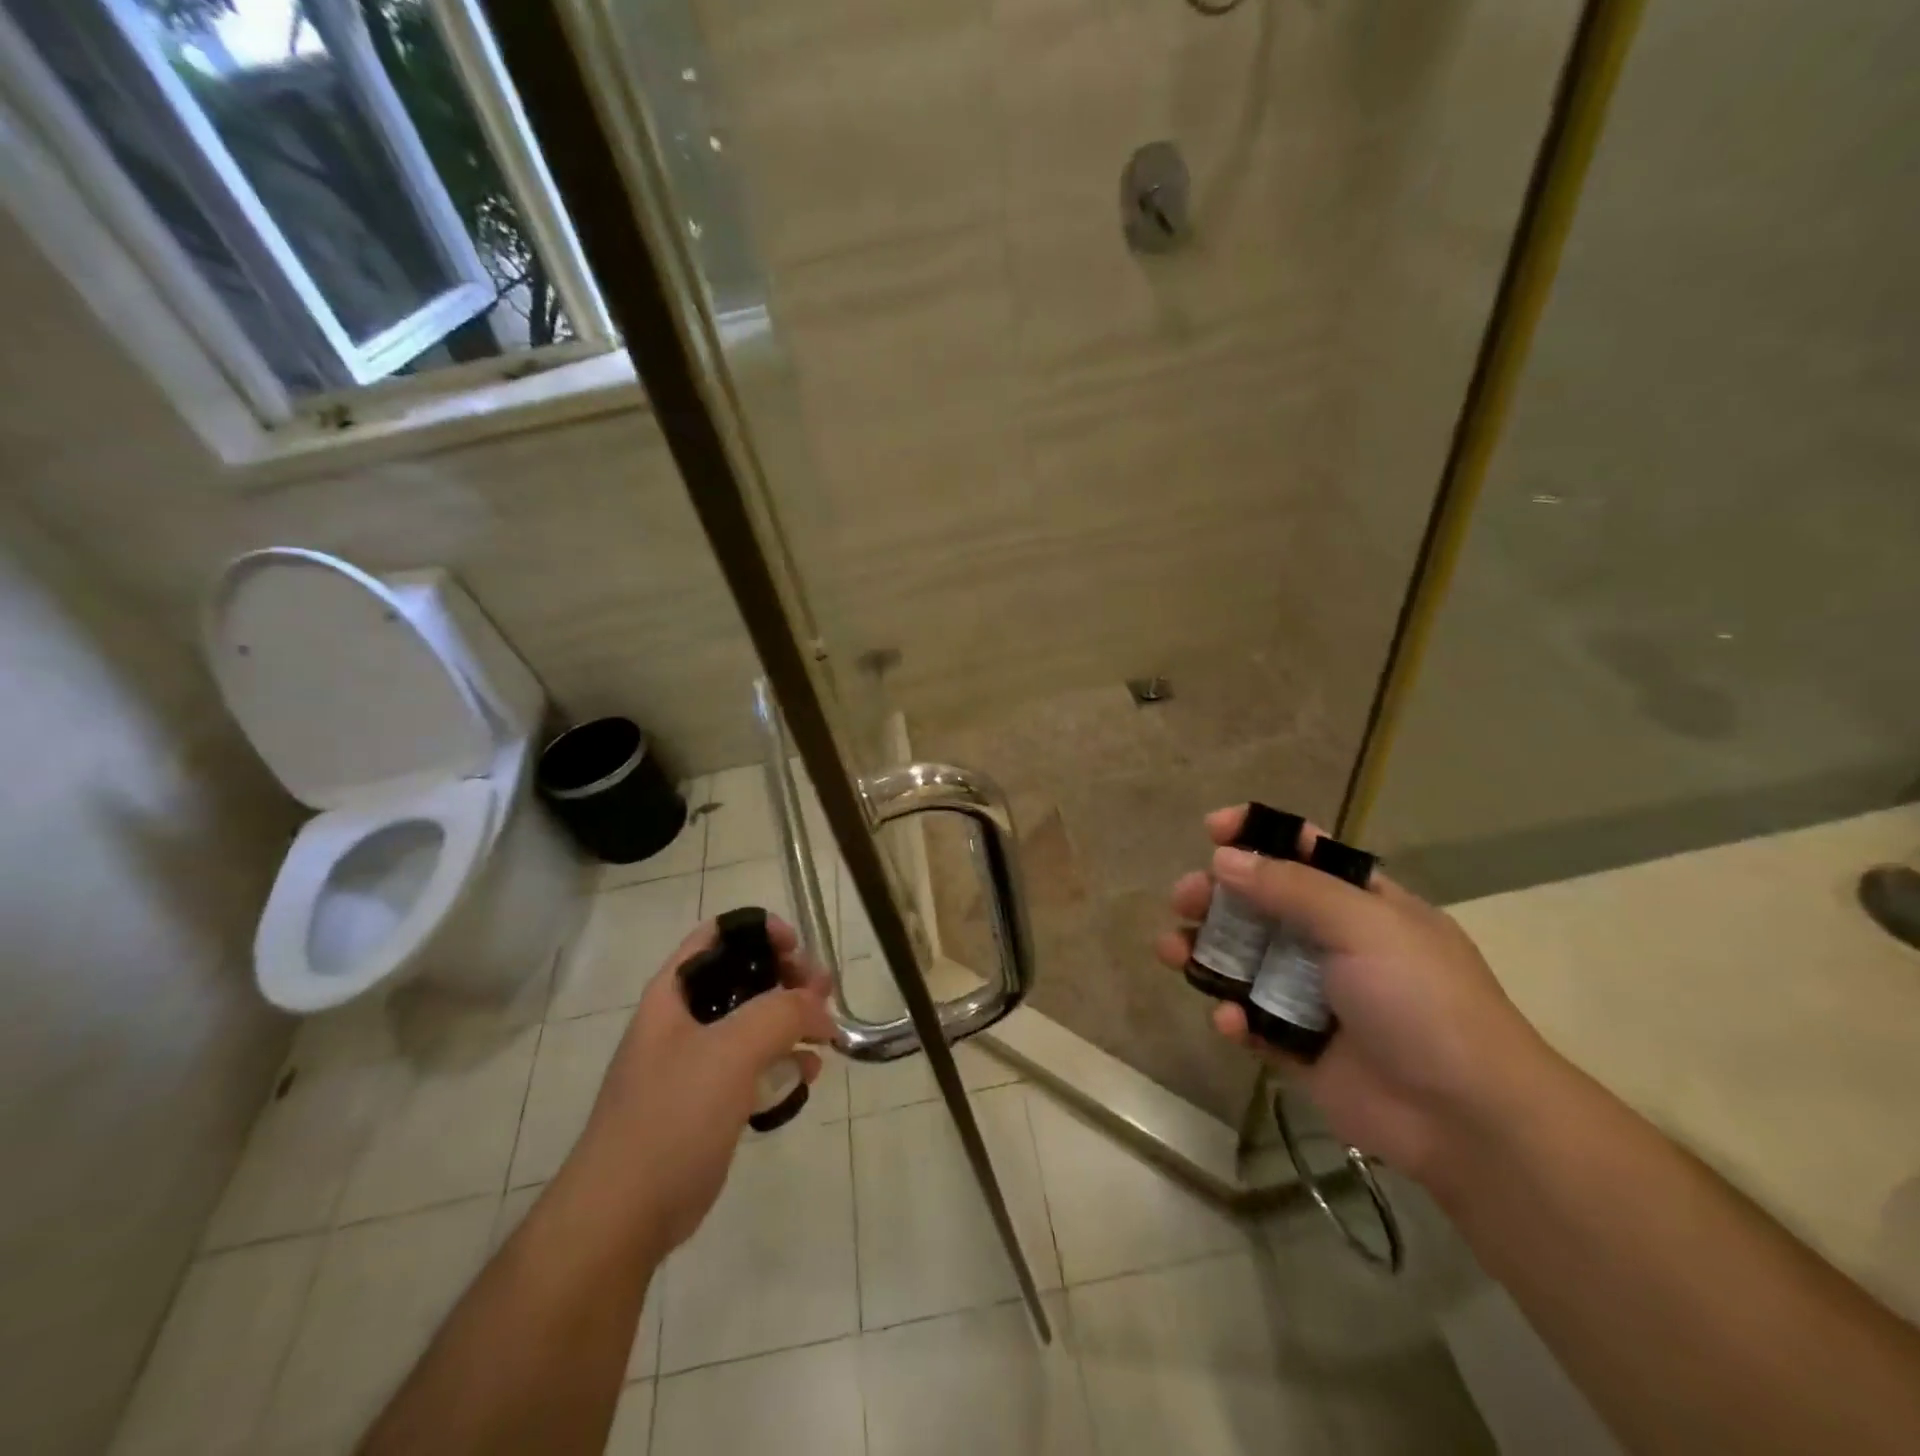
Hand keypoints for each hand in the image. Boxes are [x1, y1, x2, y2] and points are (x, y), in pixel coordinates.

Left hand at [572, 915, 835, 1253]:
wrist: (623, 1215)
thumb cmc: (672, 1116)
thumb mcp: (731, 1050)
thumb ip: (782, 1013)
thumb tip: (820, 1008)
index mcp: (674, 993)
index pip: (718, 935)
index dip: (760, 931)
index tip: (798, 948)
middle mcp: (683, 1020)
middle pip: (743, 977)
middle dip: (787, 979)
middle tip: (824, 992)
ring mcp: (695, 1063)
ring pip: (753, 1024)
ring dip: (791, 1021)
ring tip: (826, 1034)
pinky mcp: (708, 1102)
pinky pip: (753, 1067)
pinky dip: (782, 1063)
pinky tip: (808, 1075)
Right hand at [1155, 807, 1550, 1186]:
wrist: (1467, 1117)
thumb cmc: (1422, 1000)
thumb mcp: (1363, 924)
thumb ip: (1291, 887)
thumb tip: (1224, 859)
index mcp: (1360, 902)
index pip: (1303, 852)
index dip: (1257, 835)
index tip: (1210, 829)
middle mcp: (1333, 942)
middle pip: (1261, 905)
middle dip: (1217, 897)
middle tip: (1183, 900)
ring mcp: (1314, 995)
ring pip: (1244, 962)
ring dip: (1206, 953)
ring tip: (1171, 951)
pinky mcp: (1298, 1045)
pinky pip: (1251, 1020)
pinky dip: (1233, 1016)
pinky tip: (1230, 1022)